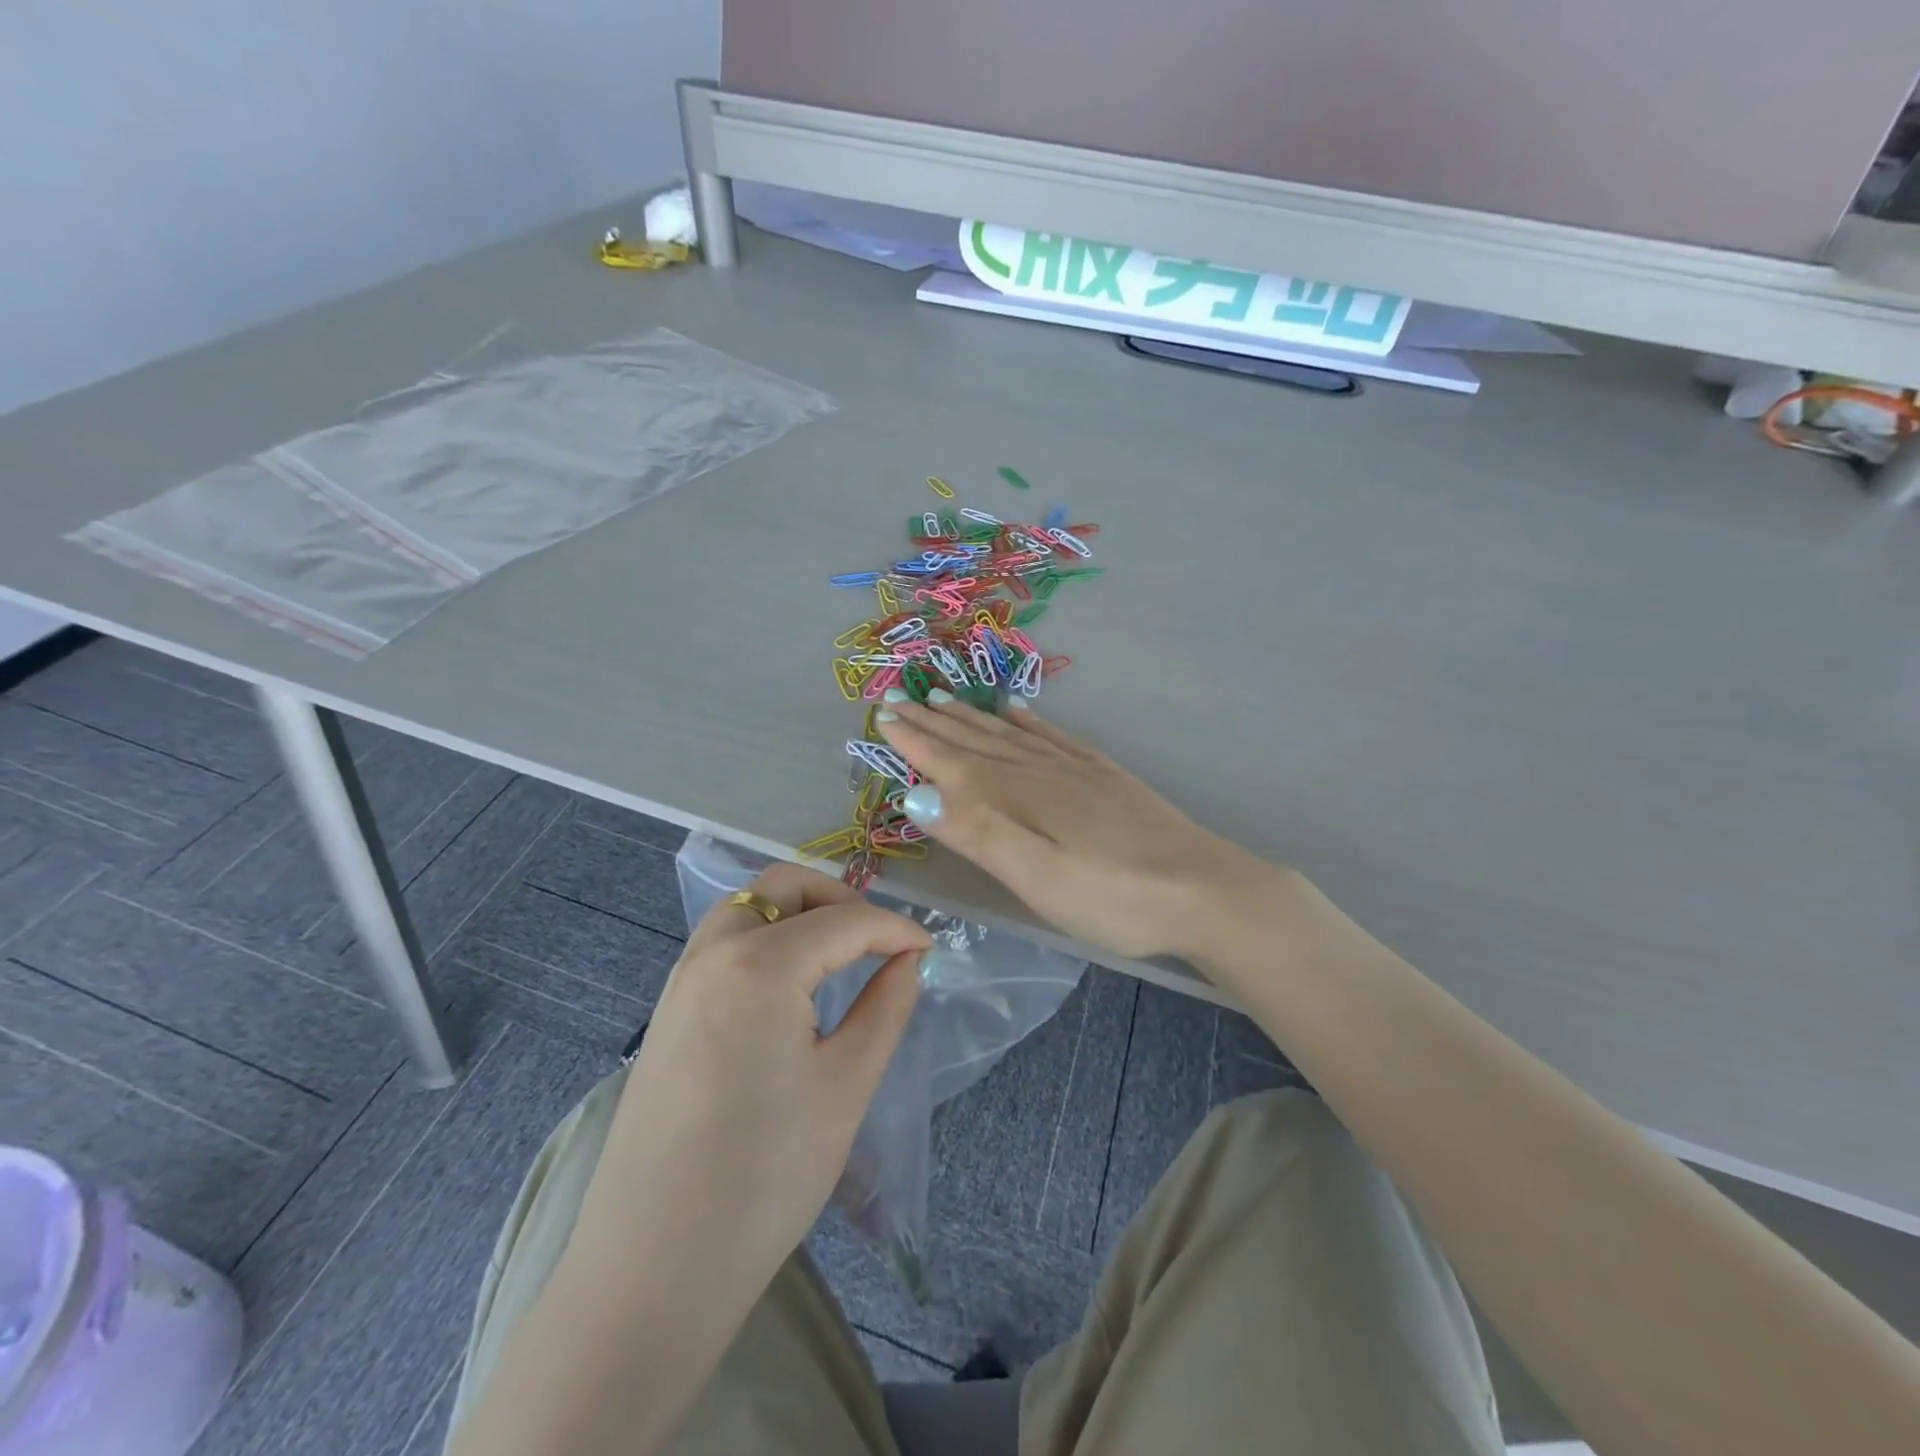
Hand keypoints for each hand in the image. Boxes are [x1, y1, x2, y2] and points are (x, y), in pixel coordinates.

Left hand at [571, 863, 928, 1308]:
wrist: (654, 1268)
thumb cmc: (767, 1175)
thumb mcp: (846, 1085)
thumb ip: (886, 1006)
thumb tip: (909, 961)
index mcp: (760, 963)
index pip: (845, 920)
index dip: (895, 928)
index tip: (930, 949)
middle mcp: (712, 952)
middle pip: (783, 886)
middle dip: (839, 899)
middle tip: (878, 940)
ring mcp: (680, 980)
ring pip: (746, 907)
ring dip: (797, 912)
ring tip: (838, 955)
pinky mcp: (666, 1012)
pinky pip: (722, 942)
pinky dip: (764, 937)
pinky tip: (789, 986)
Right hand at [877, 697, 1268, 959]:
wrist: (1206, 890)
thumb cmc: (1115, 897)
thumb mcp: (1038, 878)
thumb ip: (979, 833)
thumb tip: (915, 793)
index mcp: (1020, 796)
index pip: (953, 763)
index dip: (915, 741)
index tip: (882, 716)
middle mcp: (1042, 770)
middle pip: (977, 741)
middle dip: (934, 722)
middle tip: (898, 700)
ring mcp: (1077, 770)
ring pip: (1011, 734)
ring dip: (972, 717)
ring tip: (943, 697)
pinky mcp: (1104, 776)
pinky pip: (1054, 737)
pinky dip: (1029, 722)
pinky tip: (1019, 711)